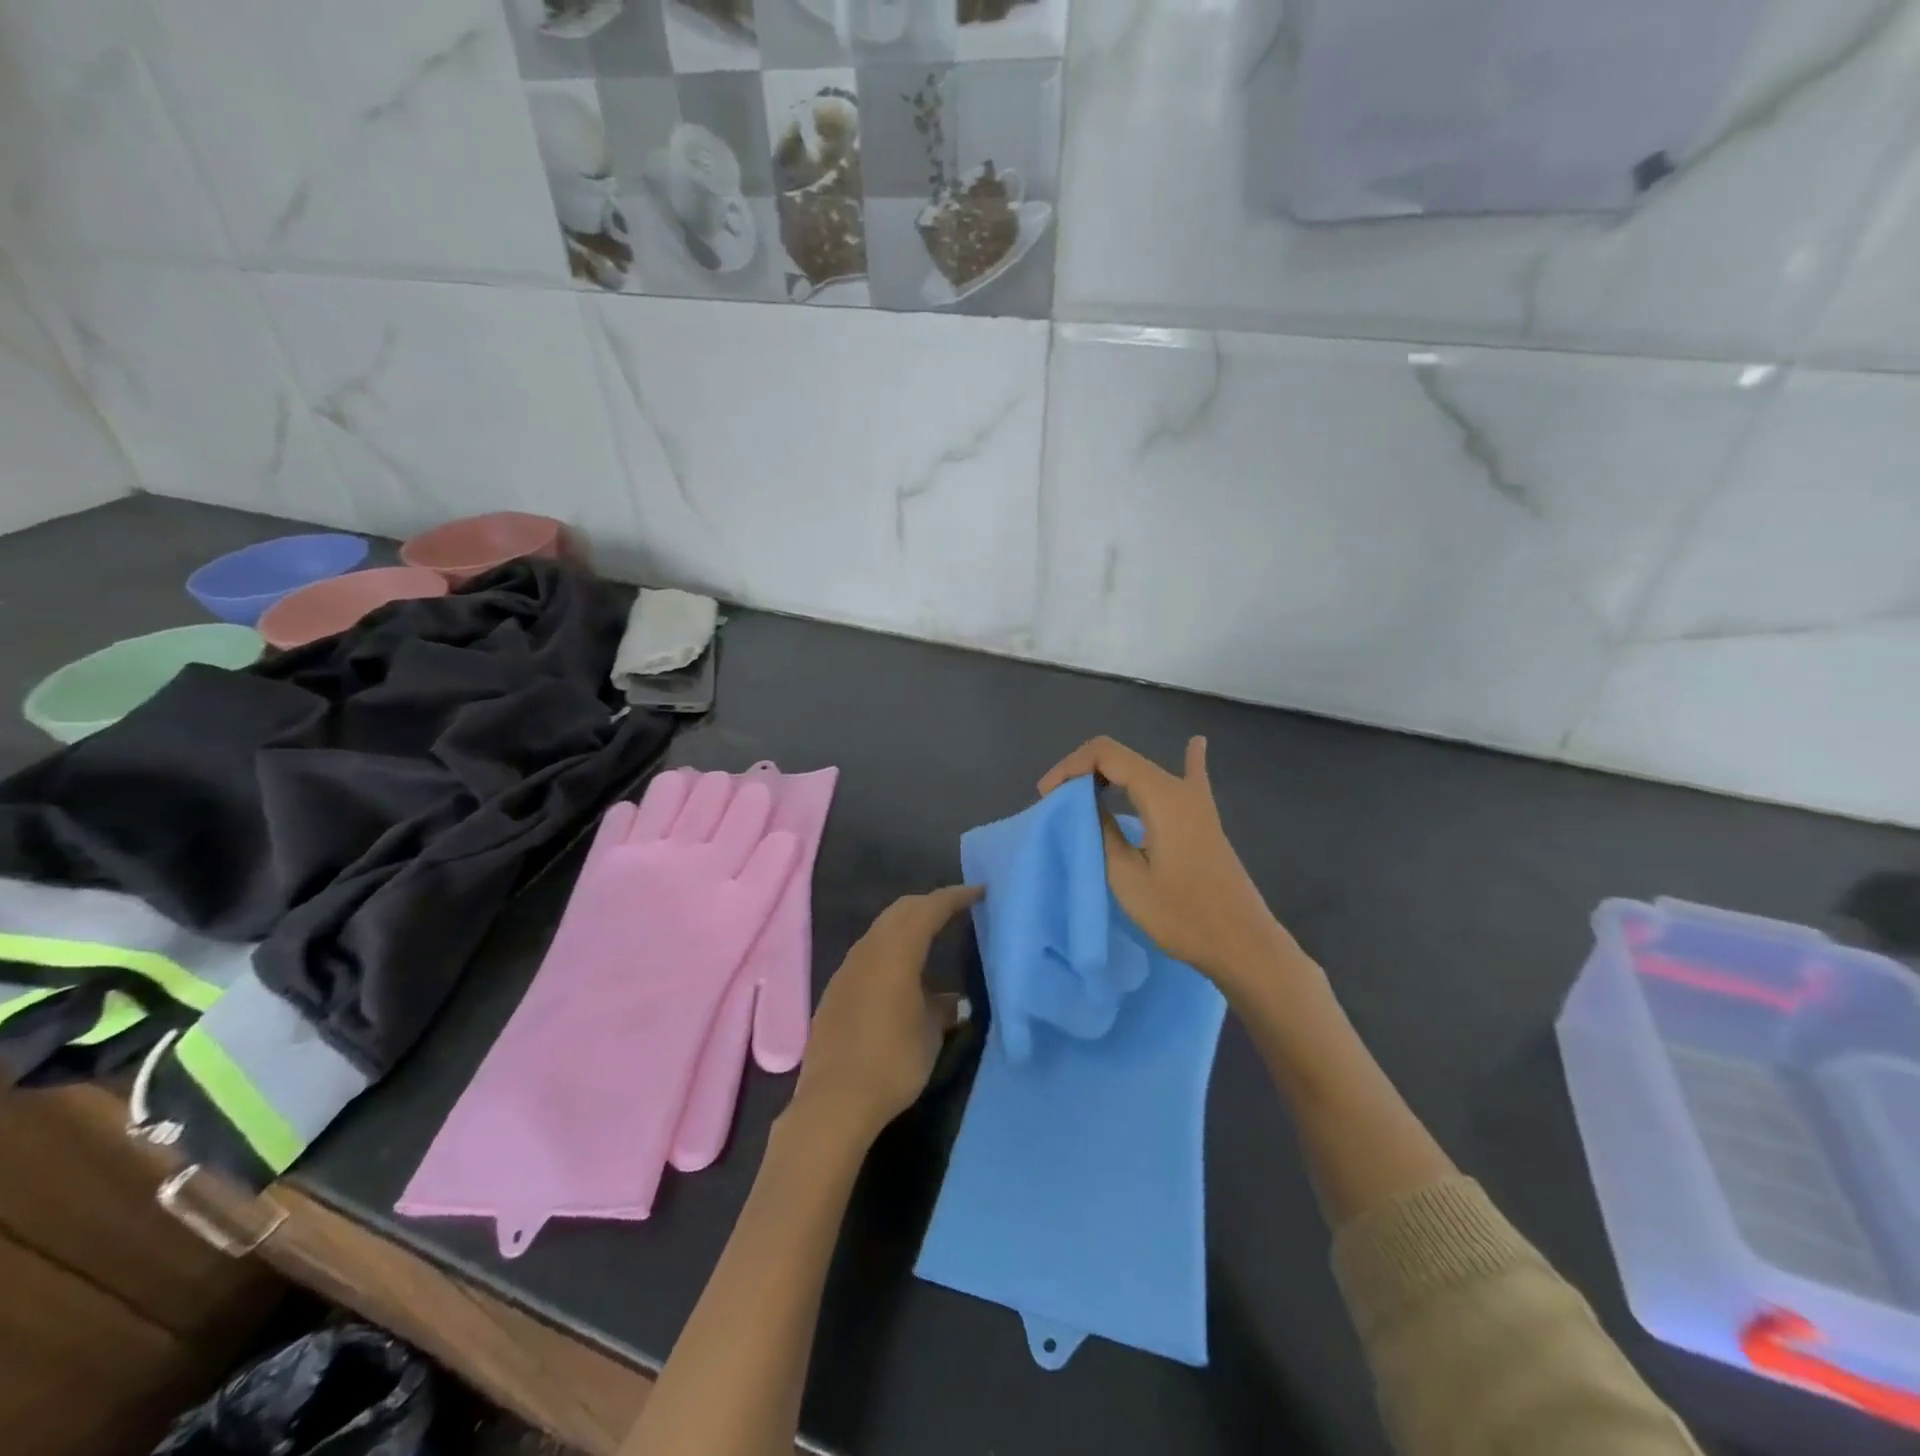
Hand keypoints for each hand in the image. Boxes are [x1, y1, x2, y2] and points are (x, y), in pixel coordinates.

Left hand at [789, 886, 978, 1142]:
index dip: (955, 897)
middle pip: (901, 911)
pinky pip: (869, 953)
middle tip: (957, 909)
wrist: (835, 1101)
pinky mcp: (836, 990)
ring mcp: (847, 969)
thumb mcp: (930, 1034)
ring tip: (933, 936)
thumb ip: (944, 1007)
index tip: (979, 893)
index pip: (928, 909)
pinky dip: (891, 948)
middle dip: (929, 904)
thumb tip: (955, 1001)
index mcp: (895, 952)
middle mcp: (868, 950)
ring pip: (882, 930)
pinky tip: (903, 972)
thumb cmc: (892, 1061)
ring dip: (907, 925)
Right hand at [1039, 736, 1307, 996]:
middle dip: (1084, 772)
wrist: (1242, 944)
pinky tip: (1195, 744)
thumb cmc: (1181, 915)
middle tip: (1058, 803)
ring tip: (1085, 794)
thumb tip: (1086, 804)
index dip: (1070, 767)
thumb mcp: (1126, 877)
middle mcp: (1181, 788)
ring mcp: (1197, 802)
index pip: (1106, 754)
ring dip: (1110, 775)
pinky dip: (1186, 760)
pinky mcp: (1205, 820)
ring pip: (1144, 770)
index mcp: (1162, 795)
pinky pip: (1192, 778)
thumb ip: (1102, 831)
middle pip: (1123, 758)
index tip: (1047, 797)